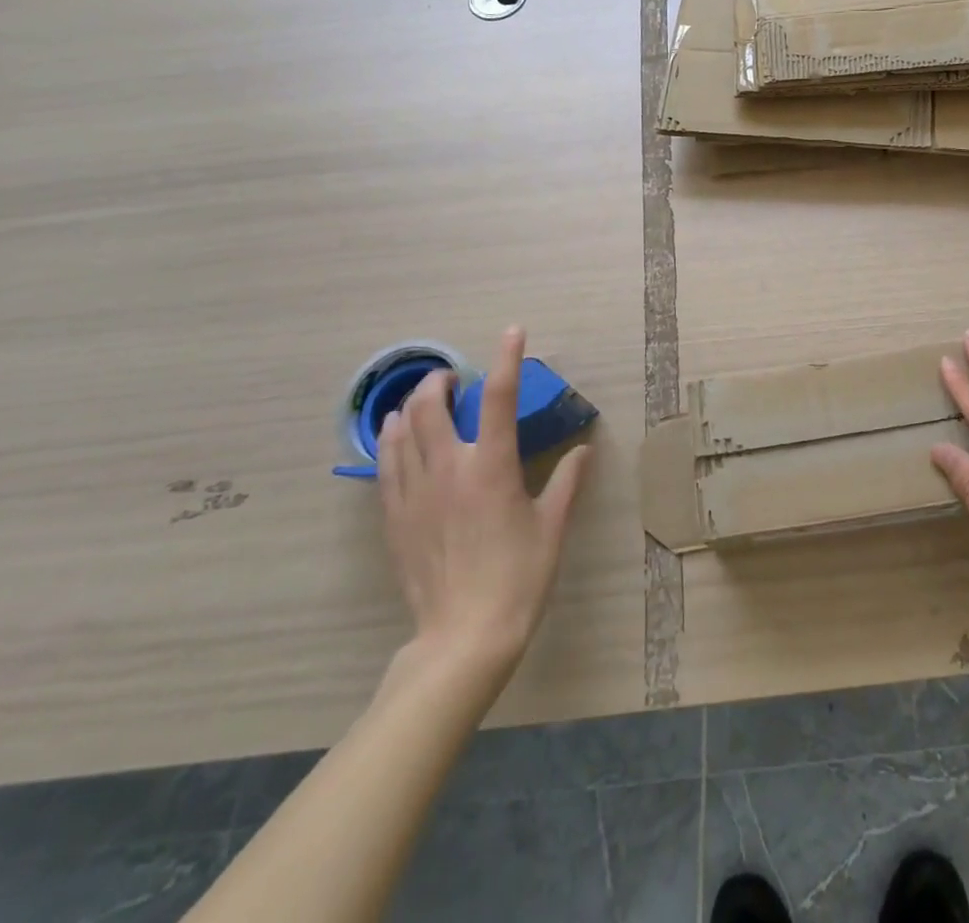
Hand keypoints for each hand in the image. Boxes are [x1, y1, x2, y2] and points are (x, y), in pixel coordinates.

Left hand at [378, 327, 590, 684]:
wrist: (464, 637)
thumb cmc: (519, 577)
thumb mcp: (552, 527)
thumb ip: (567, 481)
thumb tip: (583, 451)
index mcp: (491, 467)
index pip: (499, 398)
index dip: (507, 359)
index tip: (513, 332)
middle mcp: (448, 470)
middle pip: (430, 407)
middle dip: (440, 381)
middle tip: (453, 379)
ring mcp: (415, 494)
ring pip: (400, 432)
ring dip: (411, 406)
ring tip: (423, 401)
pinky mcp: (395, 518)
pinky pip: (386, 466)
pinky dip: (391, 441)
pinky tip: (396, 438)